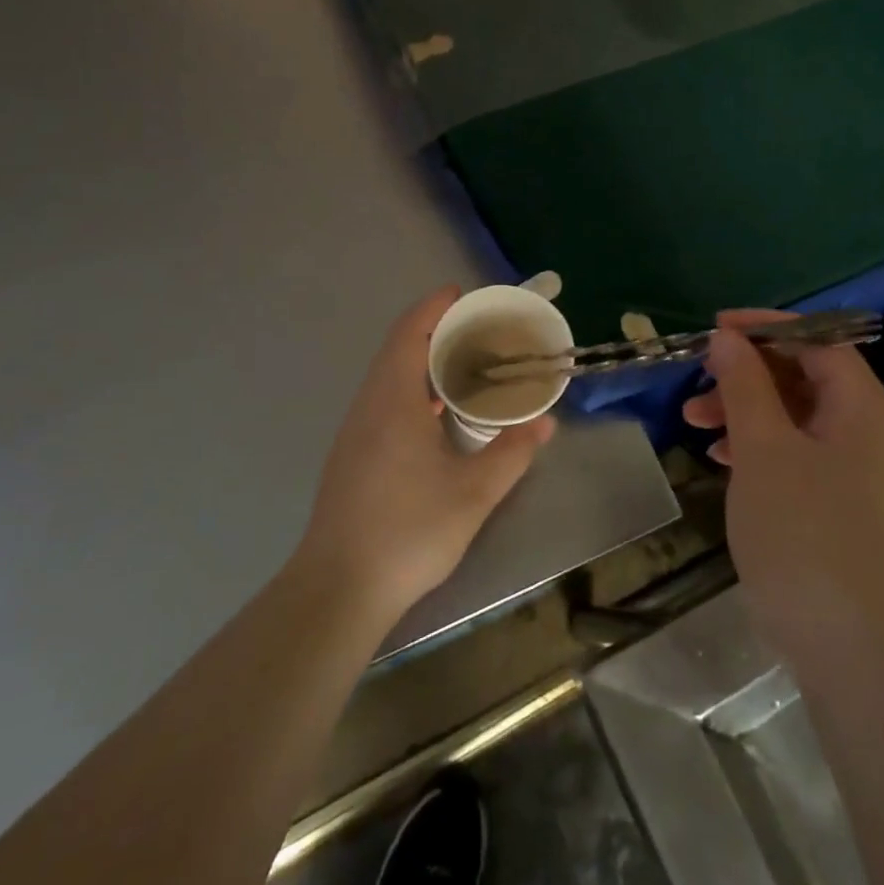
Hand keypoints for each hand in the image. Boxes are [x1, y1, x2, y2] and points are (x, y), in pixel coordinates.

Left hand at [298, 287, 554, 625]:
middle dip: (436, 332)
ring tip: (465, 367)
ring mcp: (356, 432)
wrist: (338, 590)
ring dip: (423, 363)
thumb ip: (512, 453)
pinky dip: (413, 390)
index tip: (463, 294)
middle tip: (479, 332)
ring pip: (389, 378)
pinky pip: (384, 402)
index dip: (434, 308)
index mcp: (393, 401)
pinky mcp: (352, 457)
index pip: (410, 334)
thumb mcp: (474, 493)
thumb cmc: (408, 531)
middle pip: (398, 350)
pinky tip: (438, 417)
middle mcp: (369, 406)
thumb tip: (545, 423)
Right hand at [684, 311, 883, 670]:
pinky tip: (725, 463)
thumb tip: (728, 338)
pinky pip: (804, 457)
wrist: (862, 658)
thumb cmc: (808, 538)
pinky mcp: (851, 509)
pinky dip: (764, 450)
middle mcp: (875, 432)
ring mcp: (866, 474)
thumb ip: (745, 386)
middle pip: (807, 378)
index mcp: (866, 408)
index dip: (765, 328)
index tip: (715, 329)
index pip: (818, 340)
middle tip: (697, 385)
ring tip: (696, 426)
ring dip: (748, 413)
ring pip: (800, 420)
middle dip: (747, 375)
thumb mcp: (764, 451)